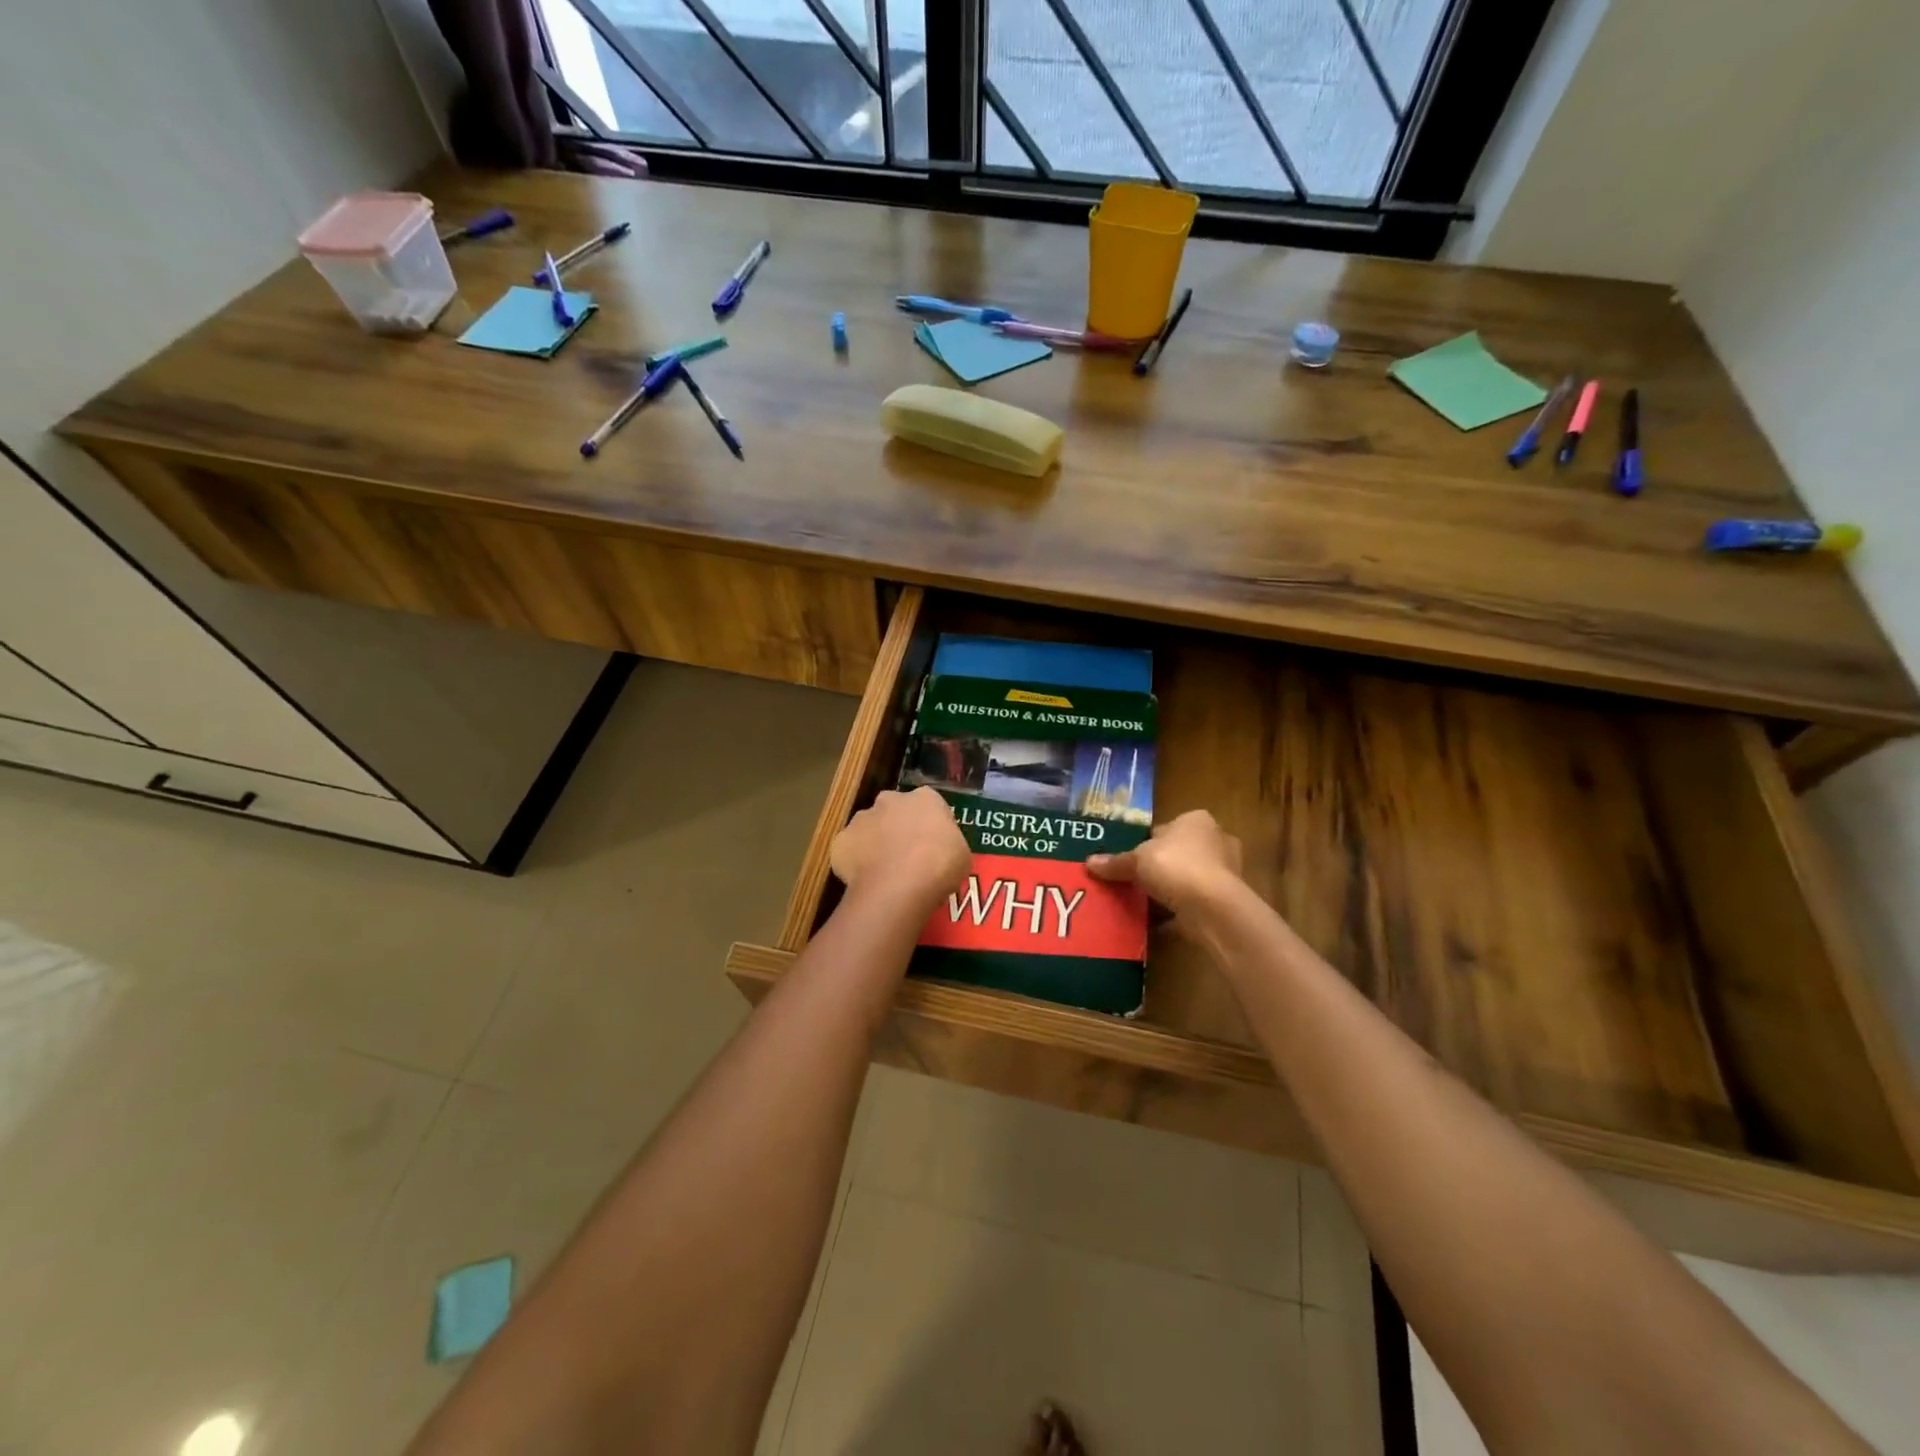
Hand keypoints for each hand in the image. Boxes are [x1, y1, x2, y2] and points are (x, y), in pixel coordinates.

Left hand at [830, 787, 970, 909]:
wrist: (899, 887)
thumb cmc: (939, 866)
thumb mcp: (961, 855)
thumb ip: (947, 844)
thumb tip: (940, 851)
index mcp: (925, 798)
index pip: (929, 805)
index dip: (931, 826)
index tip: (934, 847)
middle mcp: (890, 800)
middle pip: (894, 811)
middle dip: (898, 828)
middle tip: (908, 858)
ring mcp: (861, 819)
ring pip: (868, 829)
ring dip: (875, 844)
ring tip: (885, 873)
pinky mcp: (840, 842)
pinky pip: (849, 851)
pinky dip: (855, 863)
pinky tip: (866, 882)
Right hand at [1087, 810, 1243, 924]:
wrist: (1212, 908)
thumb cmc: (1175, 866)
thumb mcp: (1136, 859)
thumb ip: (1115, 862)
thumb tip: (1089, 863)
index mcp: (1196, 821)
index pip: (1167, 828)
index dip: (1147, 842)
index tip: (1130, 858)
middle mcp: (1216, 841)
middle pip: (1179, 853)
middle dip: (1160, 866)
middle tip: (1134, 880)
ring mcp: (1225, 873)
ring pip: (1188, 879)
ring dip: (1169, 890)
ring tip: (1141, 902)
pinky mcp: (1225, 902)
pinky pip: (1193, 904)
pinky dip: (1177, 912)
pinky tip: (1155, 922)